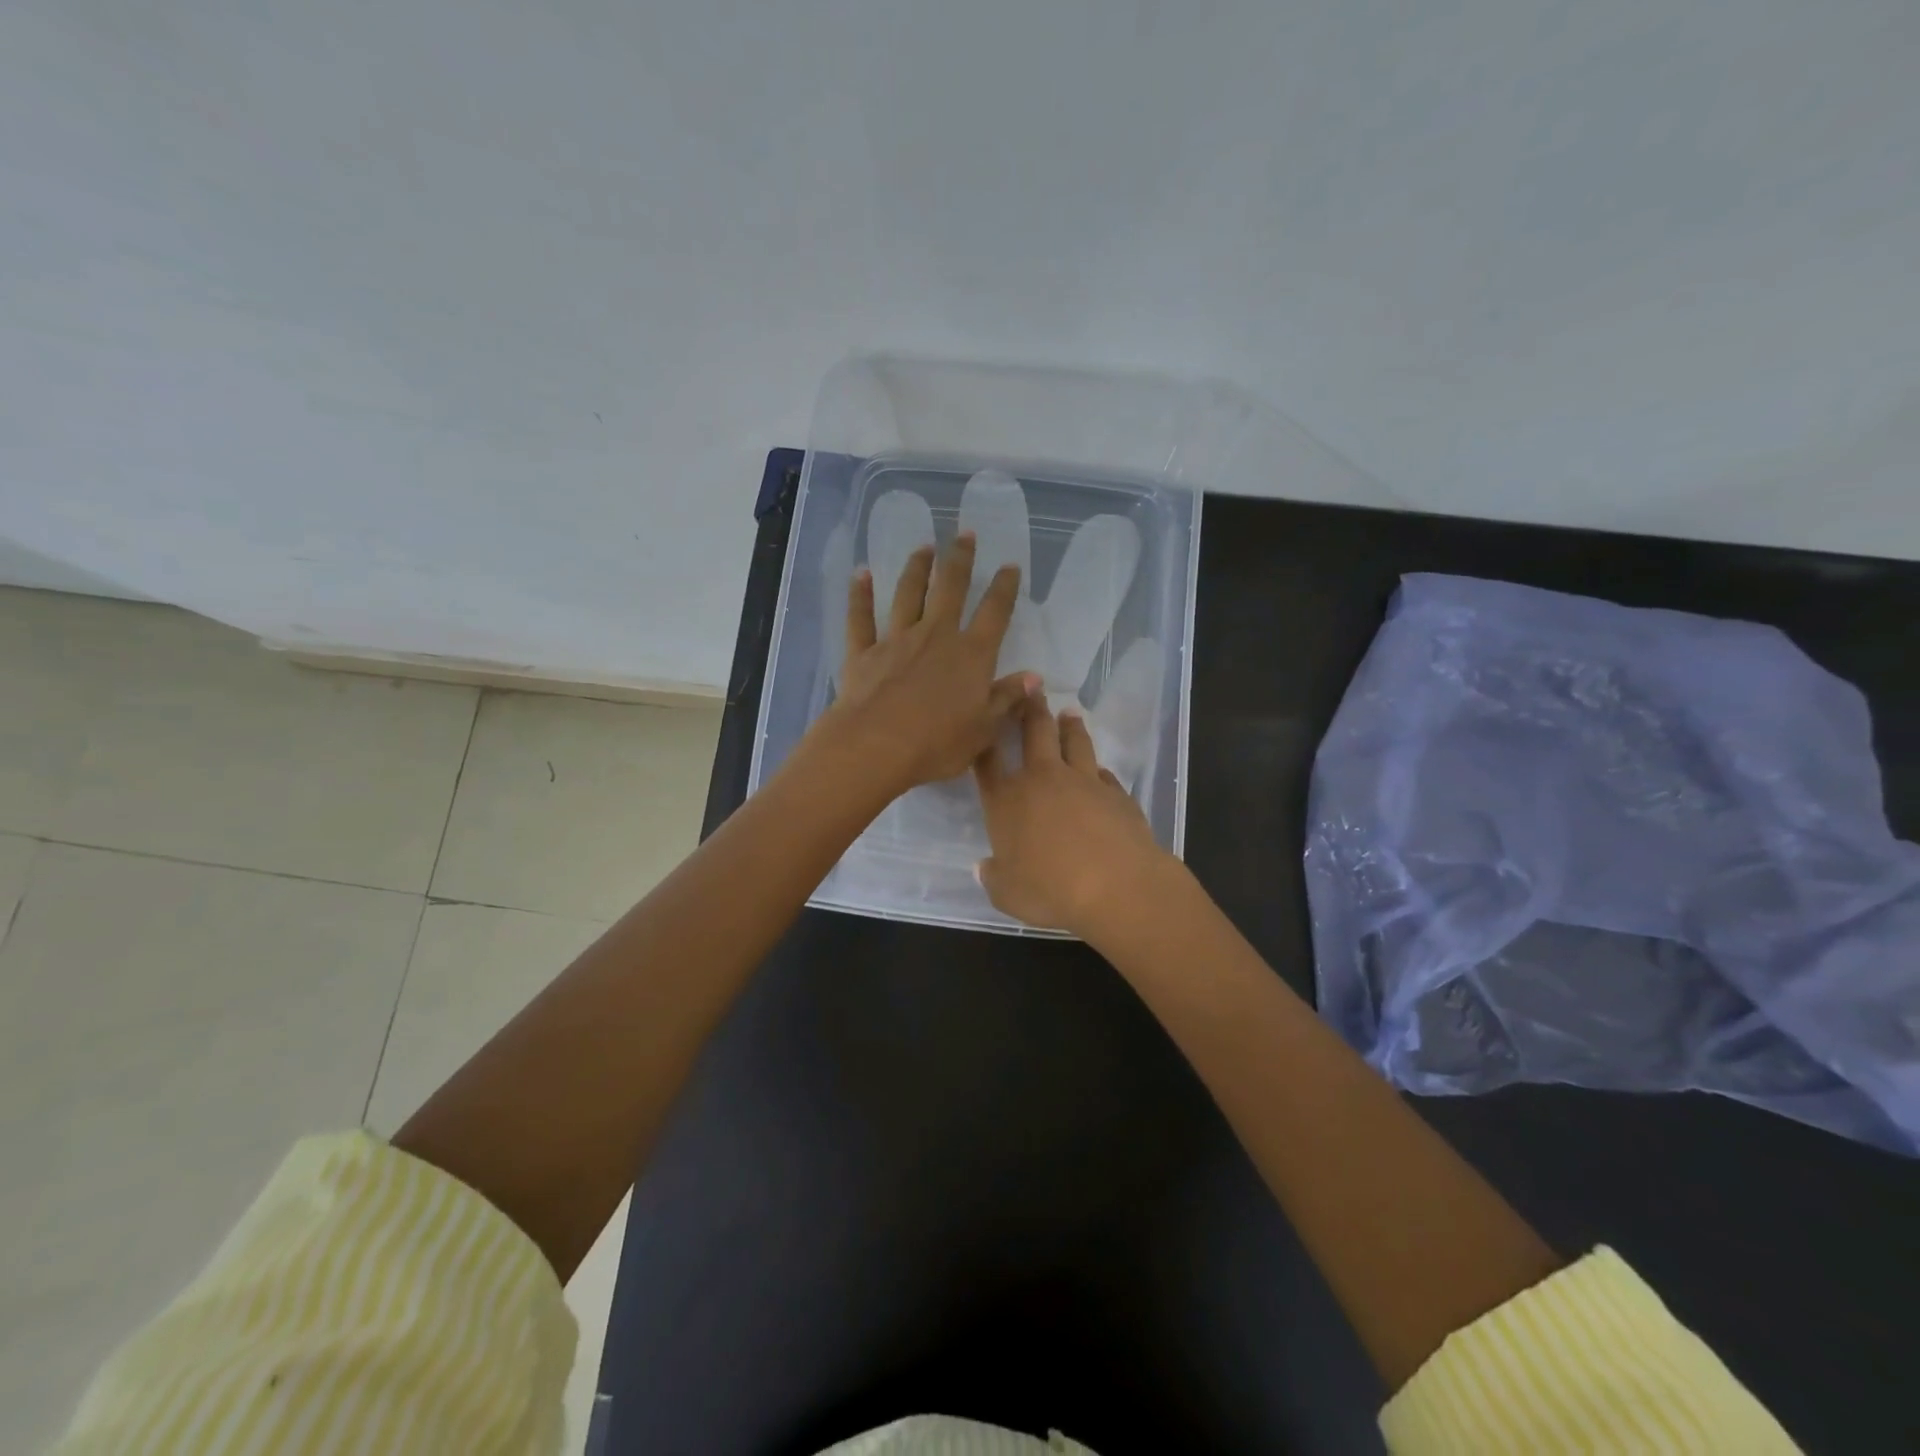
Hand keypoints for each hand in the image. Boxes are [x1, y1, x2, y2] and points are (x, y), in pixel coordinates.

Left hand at [825, 532, 1035, 795]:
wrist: (876, 746)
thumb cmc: (937, 744)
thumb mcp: (983, 729)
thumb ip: (1007, 699)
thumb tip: (1033, 677)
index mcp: (971, 655)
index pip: (994, 613)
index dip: (1004, 588)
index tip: (1010, 566)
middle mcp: (936, 636)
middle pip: (950, 589)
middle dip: (960, 559)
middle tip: (965, 533)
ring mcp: (896, 640)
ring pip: (908, 594)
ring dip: (917, 568)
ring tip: (924, 547)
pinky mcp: (863, 652)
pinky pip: (861, 617)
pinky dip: (860, 594)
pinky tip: (861, 573)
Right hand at [973, 694, 1174, 936]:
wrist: (1116, 885)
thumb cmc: (1050, 890)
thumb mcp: (1007, 894)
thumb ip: (993, 877)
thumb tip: (984, 867)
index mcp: (1007, 800)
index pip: (988, 762)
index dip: (984, 741)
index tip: (986, 721)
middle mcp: (1042, 780)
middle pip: (1034, 733)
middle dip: (1030, 708)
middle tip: (1032, 687)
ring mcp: (1083, 782)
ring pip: (1074, 742)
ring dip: (1069, 726)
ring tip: (1069, 712)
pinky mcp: (1116, 793)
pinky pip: (1103, 773)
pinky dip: (1097, 769)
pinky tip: (1098, 770)